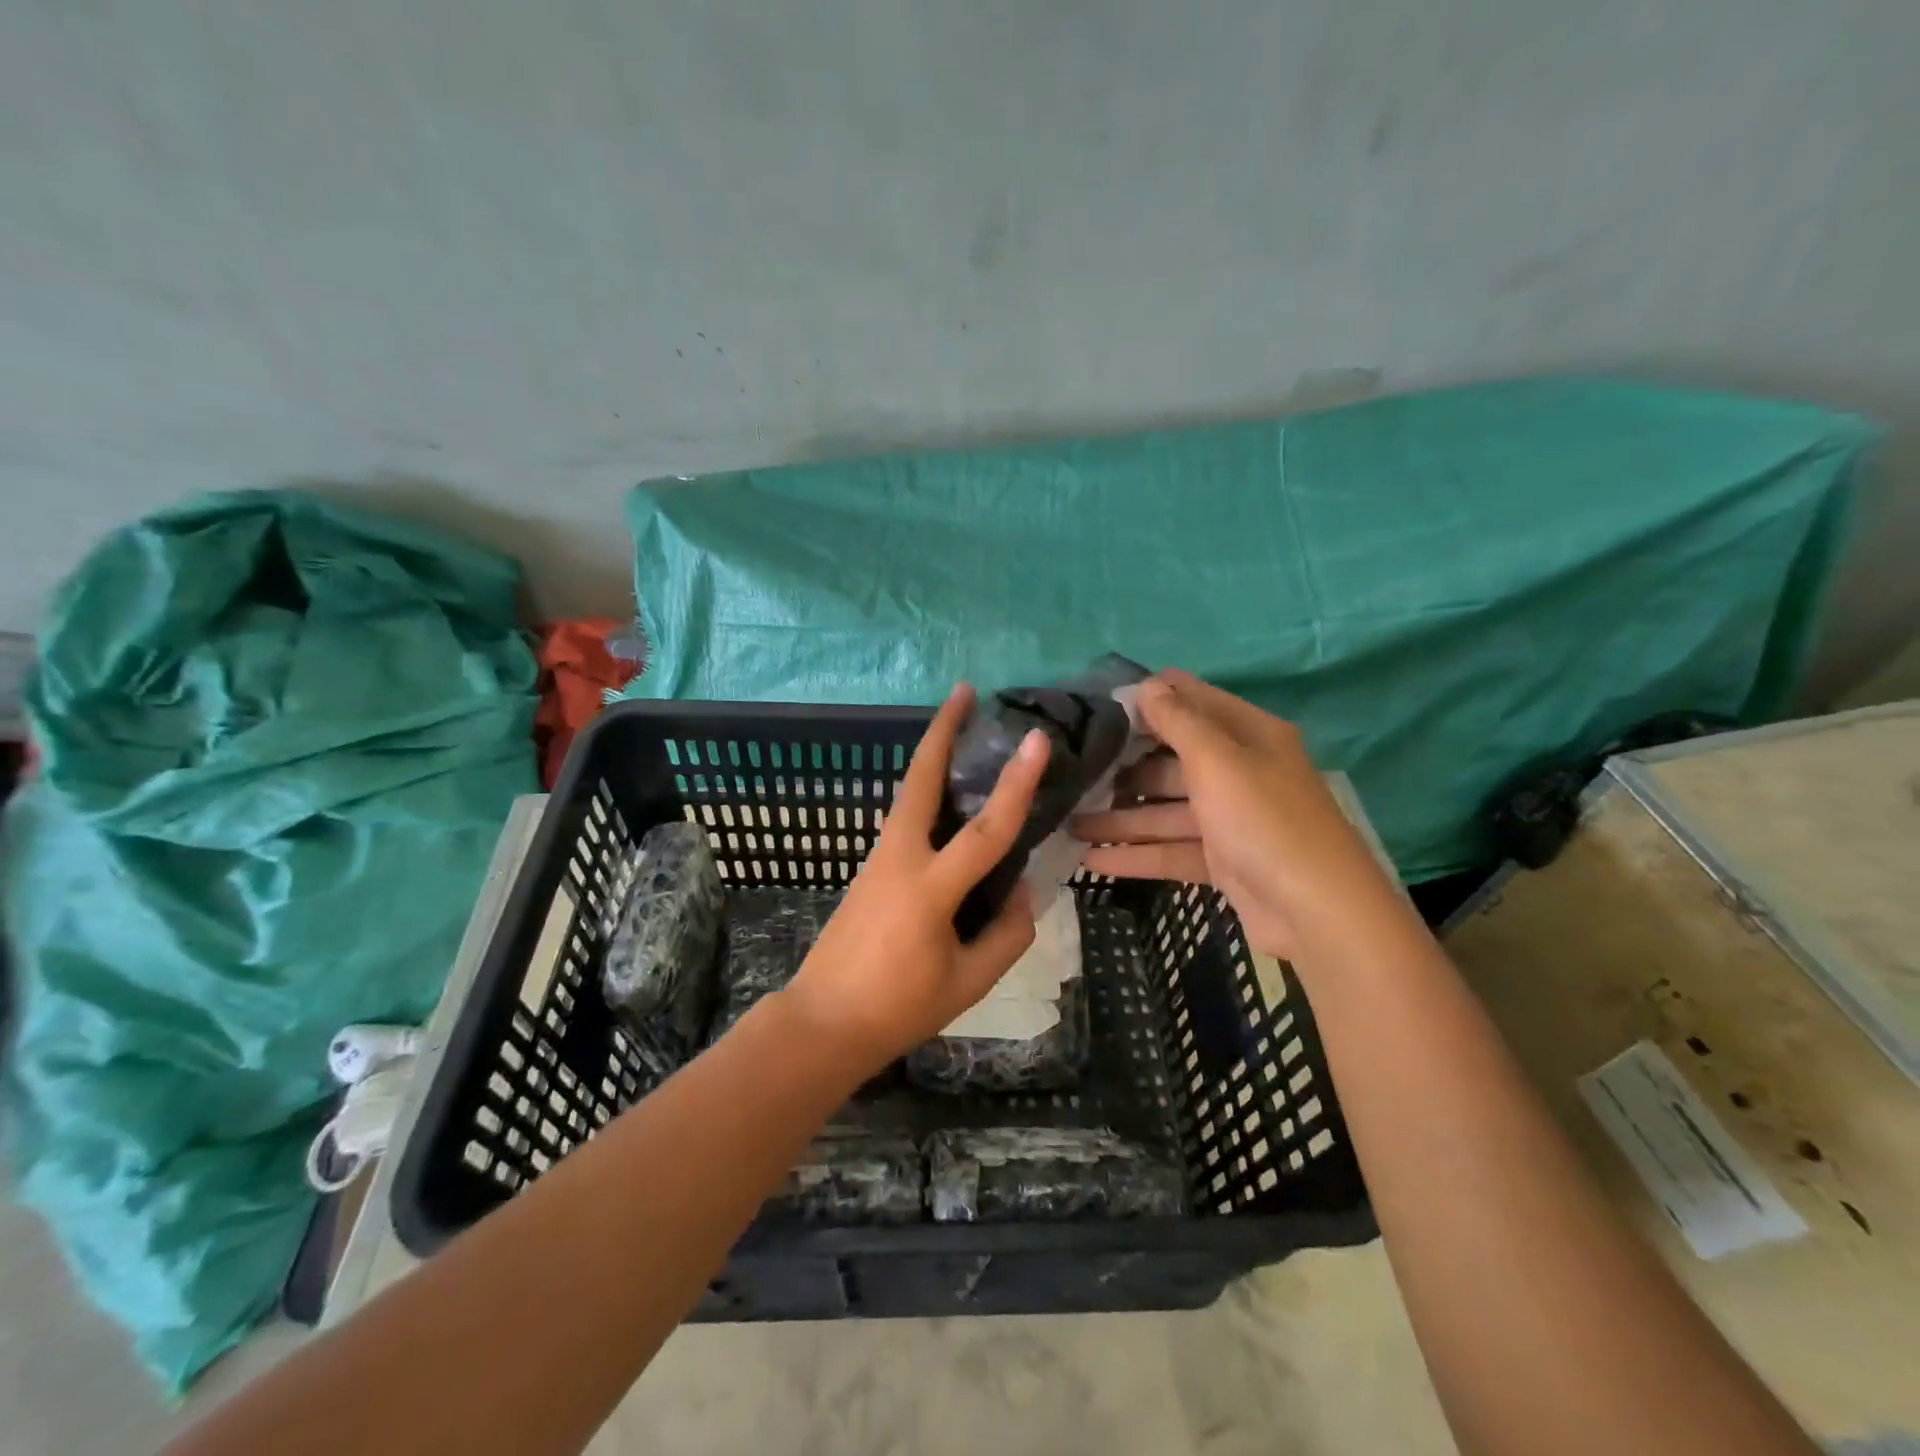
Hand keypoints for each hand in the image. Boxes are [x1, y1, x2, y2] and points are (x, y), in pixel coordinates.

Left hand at [778, 684, 1049, 1076]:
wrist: (823, 1022)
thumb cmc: (898, 1008)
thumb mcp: (968, 983)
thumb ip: (1006, 935)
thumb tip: (1023, 893)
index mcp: (929, 890)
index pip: (985, 831)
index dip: (1016, 784)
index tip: (1035, 739)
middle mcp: (900, 860)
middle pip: (920, 780)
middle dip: (942, 731)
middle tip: (964, 691)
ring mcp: (878, 860)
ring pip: (909, 794)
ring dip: (933, 756)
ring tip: (961, 730)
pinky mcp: (870, 868)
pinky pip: (905, 820)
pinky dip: (927, 794)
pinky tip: (948, 799)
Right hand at [1071, 670, 1397, 960]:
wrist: (1318, 912)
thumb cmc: (1264, 820)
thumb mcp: (1218, 760)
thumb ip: (1178, 721)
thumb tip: (1146, 684)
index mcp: (1248, 735)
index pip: (1192, 702)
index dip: (1149, 699)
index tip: (1098, 706)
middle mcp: (1240, 772)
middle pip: (1171, 761)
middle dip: (1124, 767)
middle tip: (1074, 771)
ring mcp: (1232, 820)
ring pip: (1166, 811)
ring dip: (1120, 818)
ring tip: (1069, 822)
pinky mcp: (1224, 862)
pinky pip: (1171, 850)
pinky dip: (1136, 854)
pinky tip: (1092, 859)